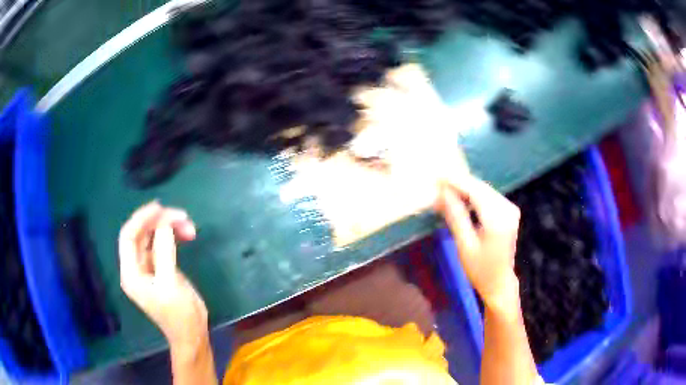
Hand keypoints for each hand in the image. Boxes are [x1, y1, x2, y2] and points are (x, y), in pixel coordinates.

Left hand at [119, 201, 208, 352]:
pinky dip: (173, 236)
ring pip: (153, 237)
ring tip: (189, 226)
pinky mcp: (161, 268)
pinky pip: (163, 245)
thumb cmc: (178, 314)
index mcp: (131, 272)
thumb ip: (164, 251)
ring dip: (169, 228)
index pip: (128, 236)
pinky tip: (186, 234)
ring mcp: (148, 267)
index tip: (160, 207)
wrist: (192, 334)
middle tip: (181, 216)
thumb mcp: (170, 282)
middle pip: (141, 234)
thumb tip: (164, 223)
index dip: (141, 219)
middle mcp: (135, 267)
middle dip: (159, 222)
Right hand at [435, 176, 520, 307]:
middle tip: (438, 184)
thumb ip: (455, 216)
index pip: (476, 191)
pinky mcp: (508, 211)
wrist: (499, 282)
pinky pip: (488, 197)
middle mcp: (507, 209)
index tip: (438, 176)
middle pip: (481, 188)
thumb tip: (443, 192)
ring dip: (465, 189)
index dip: (456, 182)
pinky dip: (473, 196)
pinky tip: (461, 199)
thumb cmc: (479, 269)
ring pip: (484, 190)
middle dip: (459, 184)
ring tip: (445, 191)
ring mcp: (510, 209)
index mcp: (498, 219)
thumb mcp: (464, 245)